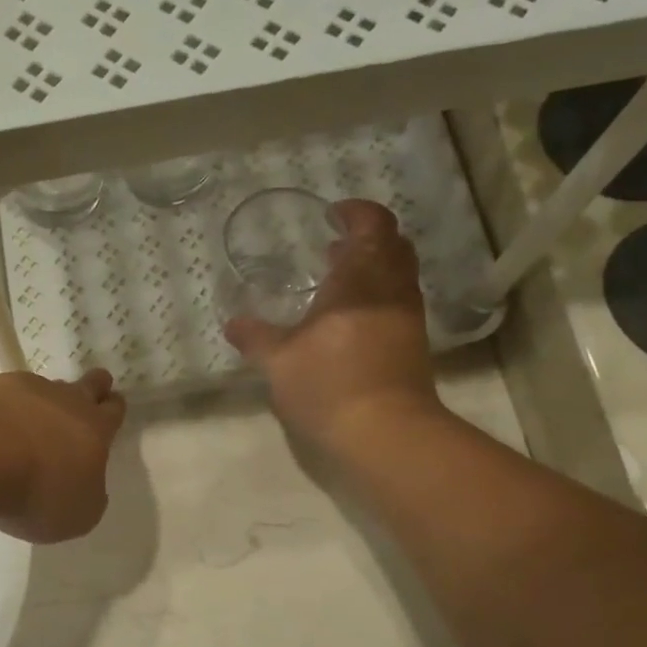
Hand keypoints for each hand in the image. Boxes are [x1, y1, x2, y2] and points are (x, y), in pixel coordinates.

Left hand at [0, 369, 126, 542]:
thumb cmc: (37, 492)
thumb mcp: (78, 515)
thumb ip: (88, 497)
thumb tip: (86, 487)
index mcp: (95, 429)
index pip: (113, 411)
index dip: (113, 410)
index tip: (110, 409)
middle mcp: (65, 400)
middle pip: (88, 384)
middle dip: (93, 388)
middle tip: (87, 397)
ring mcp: (25, 389)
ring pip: (46, 387)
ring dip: (44, 401)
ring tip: (31, 422)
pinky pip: (4, 394)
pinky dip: (3, 408)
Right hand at [224, 199, 441, 446]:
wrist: (386, 433)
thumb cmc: (329, 385)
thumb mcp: (279, 362)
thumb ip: (256, 338)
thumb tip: (233, 323)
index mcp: (360, 280)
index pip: (372, 225)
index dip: (355, 213)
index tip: (332, 214)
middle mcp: (390, 290)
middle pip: (392, 245)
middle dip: (365, 238)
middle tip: (333, 247)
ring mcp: (406, 318)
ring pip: (397, 275)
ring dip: (372, 268)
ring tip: (337, 280)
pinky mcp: (412, 345)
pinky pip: (397, 302)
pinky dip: (376, 295)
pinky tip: (348, 319)